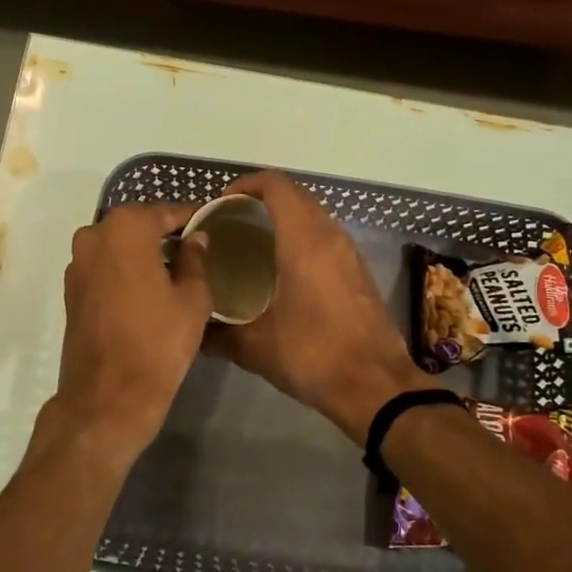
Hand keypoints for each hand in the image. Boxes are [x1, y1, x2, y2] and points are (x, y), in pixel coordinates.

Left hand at [44, 202, 213, 467]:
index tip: (210, 225)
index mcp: (125, 228)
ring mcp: (77, 264)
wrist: (109, 395)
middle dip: (164, 233)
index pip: (165, 212)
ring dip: (143, 252)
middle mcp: (94, 236)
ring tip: (175, 271)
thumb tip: (196, 239)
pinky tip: (148, 290)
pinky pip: (105, 267)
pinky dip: (125, 271)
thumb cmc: (158, 340)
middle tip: (195, 249)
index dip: (190, 218)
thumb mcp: (193, 298)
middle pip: (137, 225)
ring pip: (118, 246)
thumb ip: (196, 259)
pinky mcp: (71, 291)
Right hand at [209, 172, 431, 446]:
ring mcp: (350, 254)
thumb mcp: (255, 347)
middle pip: (296, 196)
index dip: (247, 185)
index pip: (276, 186)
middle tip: (232, 224)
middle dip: (262, 201)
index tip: (222, 204)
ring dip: (286, 219)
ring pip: (314, 217)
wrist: (376, 387)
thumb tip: (196, 330)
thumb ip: (219, 334)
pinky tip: (283, 271)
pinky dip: (303, 239)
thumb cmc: (313, 356)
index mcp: (304, 241)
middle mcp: (330, 237)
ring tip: (254, 245)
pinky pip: (327, 239)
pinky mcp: (360, 273)